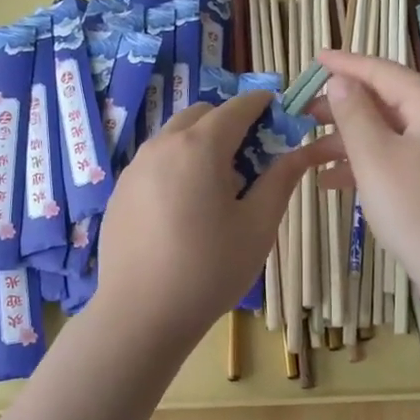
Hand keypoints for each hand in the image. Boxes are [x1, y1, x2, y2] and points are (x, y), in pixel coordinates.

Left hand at [92, 89, 328, 347]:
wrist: (140, 314)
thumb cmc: (209, 269)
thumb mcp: (258, 226)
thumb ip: (280, 180)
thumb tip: (300, 152)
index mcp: (200, 147)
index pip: (237, 107)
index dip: (262, 105)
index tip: (279, 113)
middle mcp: (162, 145)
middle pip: (201, 115)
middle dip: (229, 123)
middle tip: (250, 160)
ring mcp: (135, 167)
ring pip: (174, 137)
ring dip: (201, 144)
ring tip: (218, 188)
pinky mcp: (120, 191)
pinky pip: (155, 162)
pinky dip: (177, 165)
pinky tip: (185, 209)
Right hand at [310, 51, 419, 295]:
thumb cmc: (415, 207)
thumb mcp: (374, 155)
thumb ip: (354, 112)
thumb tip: (342, 82)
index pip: (385, 72)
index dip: (347, 65)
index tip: (315, 58)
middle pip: (389, 102)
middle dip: (344, 109)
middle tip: (304, 114)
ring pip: (392, 134)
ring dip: (351, 141)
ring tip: (310, 154)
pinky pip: (401, 159)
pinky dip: (369, 164)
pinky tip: (334, 182)